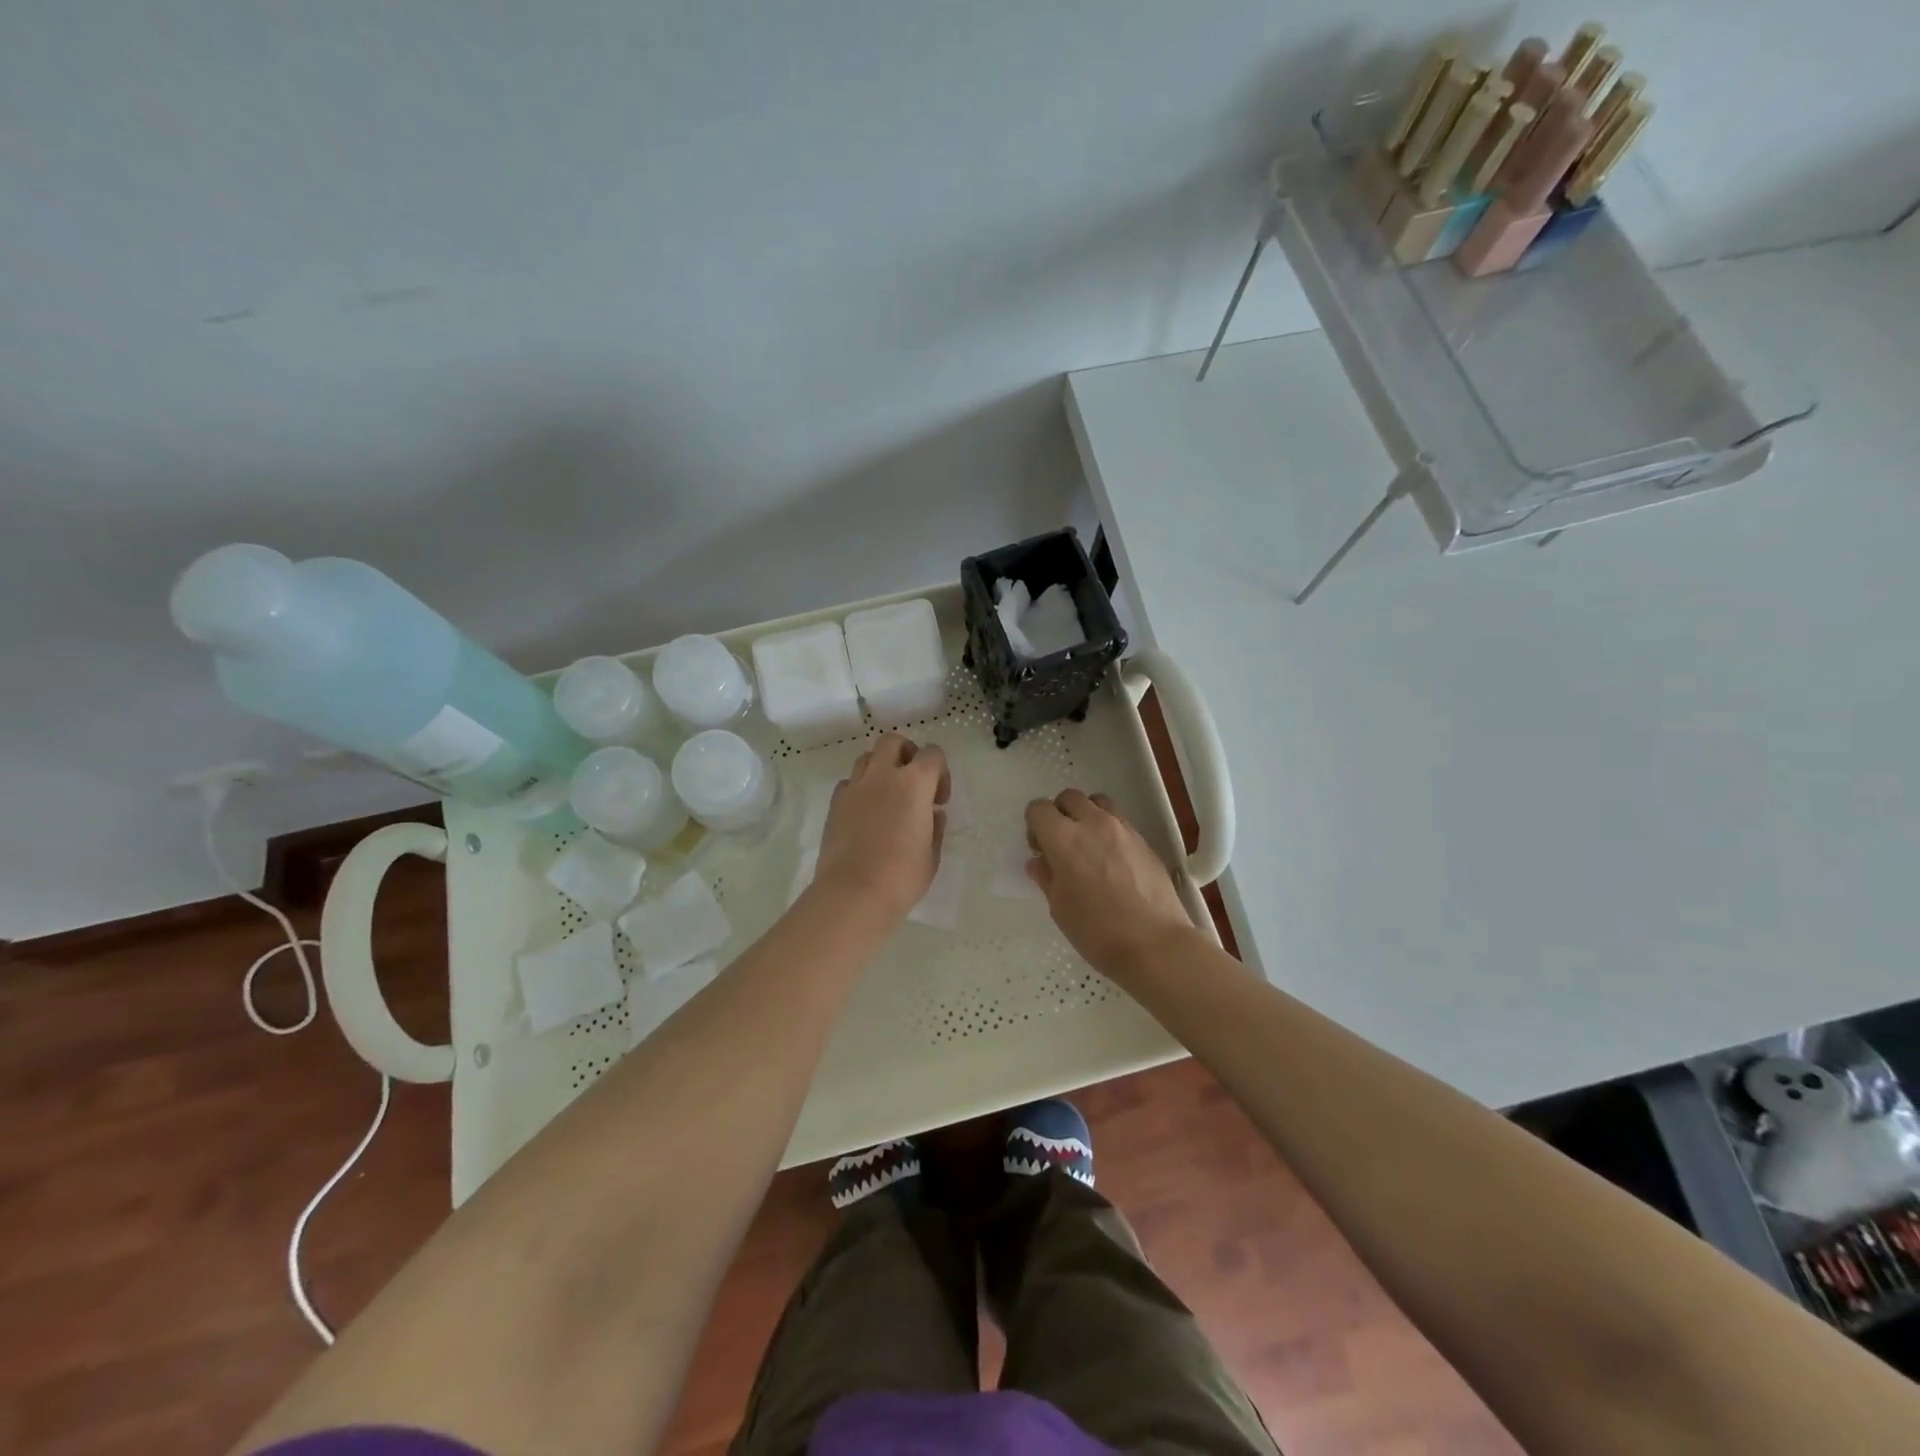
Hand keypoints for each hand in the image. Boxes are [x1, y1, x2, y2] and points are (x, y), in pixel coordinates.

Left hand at [812, 733, 949, 923]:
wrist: (853, 894)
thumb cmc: (902, 877)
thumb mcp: (932, 854)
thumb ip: (934, 827)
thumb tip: (932, 814)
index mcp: (914, 784)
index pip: (932, 754)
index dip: (940, 773)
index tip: (938, 801)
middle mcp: (882, 776)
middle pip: (893, 741)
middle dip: (906, 753)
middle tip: (912, 782)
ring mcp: (855, 788)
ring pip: (867, 758)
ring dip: (881, 768)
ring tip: (887, 796)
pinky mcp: (835, 804)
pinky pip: (849, 782)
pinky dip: (860, 789)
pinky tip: (866, 813)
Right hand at [1025, 790, 1193, 975]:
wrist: (1155, 944)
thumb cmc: (1097, 932)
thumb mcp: (1059, 908)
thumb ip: (1047, 877)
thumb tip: (1040, 861)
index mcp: (1064, 838)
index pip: (1038, 809)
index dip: (1034, 826)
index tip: (1040, 849)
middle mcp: (1093, 823)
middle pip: (1069, 797)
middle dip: (1059, 814)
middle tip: (1061, 845)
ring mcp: (1123, 829)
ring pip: (1097, 802)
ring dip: (1086, 815)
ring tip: (1088, 846)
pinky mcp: (1144, 840)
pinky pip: (1119, 820)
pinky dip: (1108, 829)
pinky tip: (1112, 860)